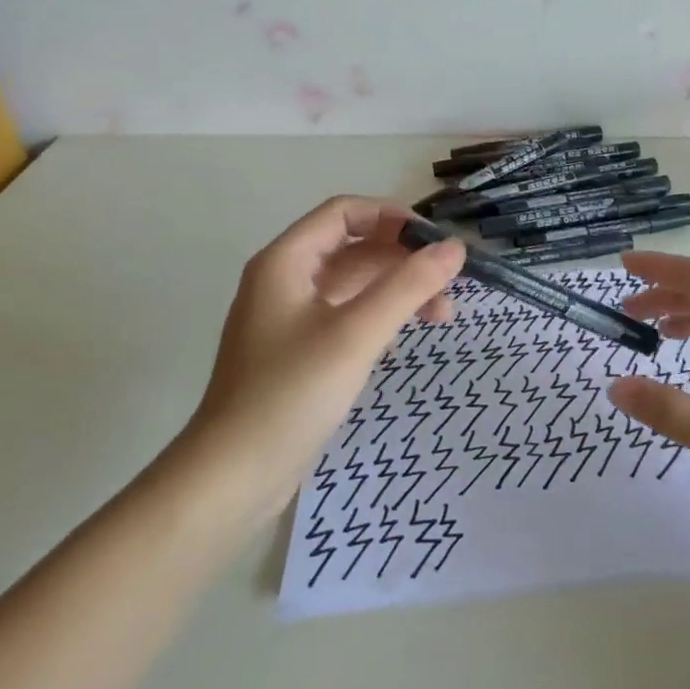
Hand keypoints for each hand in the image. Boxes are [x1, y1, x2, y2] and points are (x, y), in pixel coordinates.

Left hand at [174, 197, 465, 508]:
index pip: (344, 212)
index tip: (436, 242)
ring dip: (397, 292)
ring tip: (441, 316)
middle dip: (403, 261)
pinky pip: (346, 316)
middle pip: (353, 248)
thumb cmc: (292, 393)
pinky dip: (379, 319)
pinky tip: (401, 342)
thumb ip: (408, 286)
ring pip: (353, 285)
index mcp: (286, 261)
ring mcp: (290, 318)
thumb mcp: (357, 333)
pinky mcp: (298, 352)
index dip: (393, 218)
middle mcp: (285, 280)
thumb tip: (455, 247)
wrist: (233, 476)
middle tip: (449, 286)